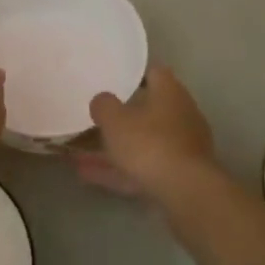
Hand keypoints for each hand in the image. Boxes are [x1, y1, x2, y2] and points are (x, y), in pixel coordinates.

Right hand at [76, 65, 218, 198]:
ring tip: (79, 155)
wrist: (185, 191)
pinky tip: (88, 176)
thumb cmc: (149, 144)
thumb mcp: (115, 120)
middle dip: (123, 116)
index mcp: (170, 92)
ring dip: (115, 148)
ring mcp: (183, 147)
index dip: (134, 74)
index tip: (113, 79)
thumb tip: (102, 99)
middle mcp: (182, 115)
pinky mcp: (179, 175)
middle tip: (96, 118)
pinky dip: (119, 171)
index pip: (154, 72)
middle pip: (150, 110)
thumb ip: (104, 105)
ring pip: (143, 143)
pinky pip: (142, 168)